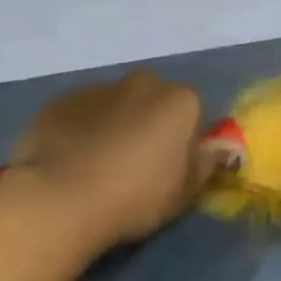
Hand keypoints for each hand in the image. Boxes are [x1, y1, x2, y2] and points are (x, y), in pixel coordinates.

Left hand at [4, 70, 219, 253]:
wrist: (63, 197)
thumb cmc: (136, 197)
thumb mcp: (185, 192)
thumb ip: (206, 163)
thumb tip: (220, 148)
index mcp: (179, 101)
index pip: (192, 111)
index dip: (184, 139)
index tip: (171, 168)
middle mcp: (142, 83)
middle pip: (152, 100)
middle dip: (148, 122)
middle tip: (136, 164)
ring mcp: (98, 88)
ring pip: (115, 104)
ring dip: (113, 124)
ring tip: (98, 166)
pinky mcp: (60, 101)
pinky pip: (80, 114)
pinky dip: (80, 130)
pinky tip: (70, 161)